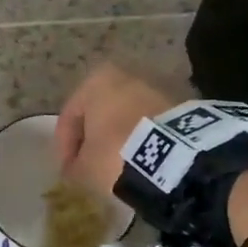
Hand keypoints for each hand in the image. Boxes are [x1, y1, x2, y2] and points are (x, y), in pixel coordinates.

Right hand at [55, 64, 177, 196]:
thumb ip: (74, 165)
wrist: (176, 158)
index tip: (68, 171)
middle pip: (101, 112)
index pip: (70, 116)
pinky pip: (152, 124)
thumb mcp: (84, 167)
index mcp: (96, 80)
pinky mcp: (182, 105)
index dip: (65, 147)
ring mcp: (157, 88)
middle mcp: (126, 75)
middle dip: (95, 138)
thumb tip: (76, 168)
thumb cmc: (116, 153)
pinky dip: (144, 139)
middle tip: (90, 166)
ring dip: (121, 138)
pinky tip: (142, 161)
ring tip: (118, 166)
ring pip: (128, 116)